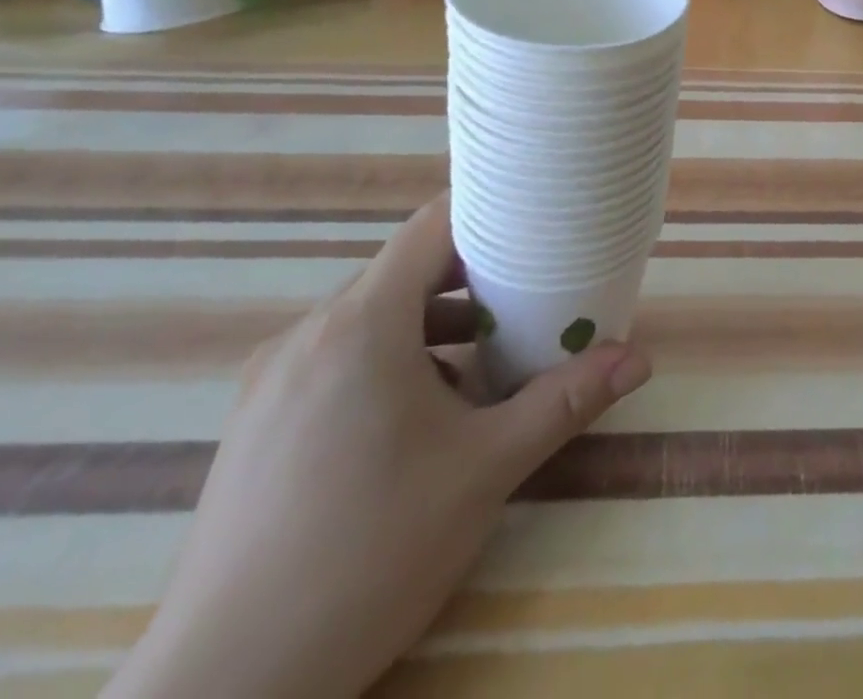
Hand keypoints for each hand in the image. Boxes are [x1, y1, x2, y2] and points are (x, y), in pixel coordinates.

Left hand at [107, 195, 650, 698]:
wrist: (224, 691)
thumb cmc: (369, 555)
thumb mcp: (484, 470)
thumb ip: (563, 402)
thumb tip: (637, 358)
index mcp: (360, 324)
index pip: (430, 226)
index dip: (486, 212)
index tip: (535, 220)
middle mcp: (308, 333)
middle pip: (404, 270)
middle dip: (471, 278)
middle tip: (529, 295)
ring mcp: (272, 378)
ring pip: (370, 317)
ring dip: (432, 324)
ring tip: (486, 361)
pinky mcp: (256, 421)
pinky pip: (337, 357)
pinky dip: (389, 359)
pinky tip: (420, 419)